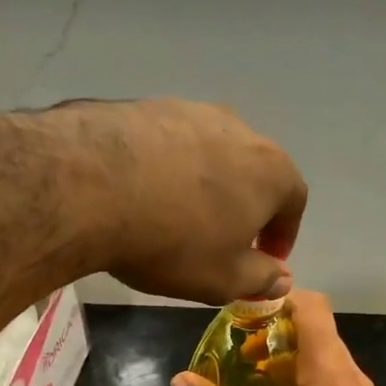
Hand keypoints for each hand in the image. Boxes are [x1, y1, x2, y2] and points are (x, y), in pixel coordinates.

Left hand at [21, 99, 307, 305]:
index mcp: (270, 169)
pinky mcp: (144, 106)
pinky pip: (168, 145)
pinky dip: (166, 170)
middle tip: (225, 241)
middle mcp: (238, 129)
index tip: (266, 259)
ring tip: (180, 218)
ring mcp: (189, 111)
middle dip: (246, 208)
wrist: (91, 186)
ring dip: (205, 186)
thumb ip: (261, 279)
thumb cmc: (174, 241)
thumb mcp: (224, 278)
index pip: (294, 200)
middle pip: (254, 171)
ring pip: (210, 154)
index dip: (283, 234)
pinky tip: (143, 196)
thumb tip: (282, 279)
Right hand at [170, 292, 385, 385]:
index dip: (276, 299)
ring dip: (289, 369)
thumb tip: (180, 381)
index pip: (311, 307)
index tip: (242, 314)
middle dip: (275, 339)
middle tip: (238, 357)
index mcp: (332, 370)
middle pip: (316, 337)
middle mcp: (354, 380)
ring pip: (324, 369)